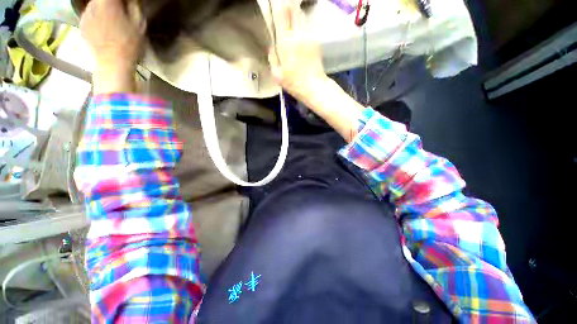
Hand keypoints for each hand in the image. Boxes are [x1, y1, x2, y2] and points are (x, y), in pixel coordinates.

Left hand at [80, 0, 145, 93]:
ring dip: (102, 8)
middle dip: (111, 2)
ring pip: (94, 4)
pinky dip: (96, 16)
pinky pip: (89, 14)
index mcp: (108, 1)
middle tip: (119, 10)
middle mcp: (93, 4)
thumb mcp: (139, 23)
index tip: (126, 3)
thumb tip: (129, 0)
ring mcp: (85, 14)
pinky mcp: (81, 24)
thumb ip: (133, 5)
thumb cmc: (129, 43)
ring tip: (111, 18)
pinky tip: (103, 26)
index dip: (121, 0)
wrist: (112, 63)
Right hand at [268, 2, 327, 101]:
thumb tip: (272, 45)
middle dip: (288, 5)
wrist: (314, 87)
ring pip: (301, 16)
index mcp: (285, 41)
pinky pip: (307, 26)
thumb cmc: (294, 83)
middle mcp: (298, 34)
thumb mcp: (277, 74)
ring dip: (295, 13)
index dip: (279, 5)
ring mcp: (309, 36)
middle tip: (284, 5)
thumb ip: (272, 57)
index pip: (282, 14)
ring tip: (290, 15)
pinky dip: (302, 23)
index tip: (276, 3)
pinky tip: (299, 28)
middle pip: (294, 9)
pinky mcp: (316, 41)